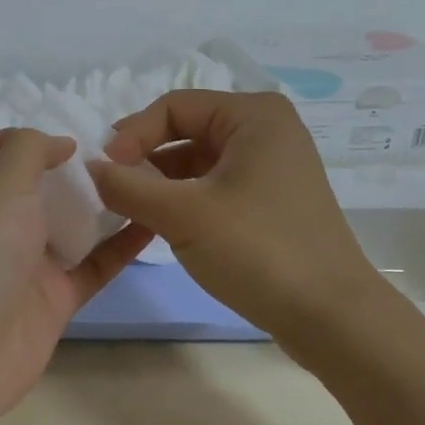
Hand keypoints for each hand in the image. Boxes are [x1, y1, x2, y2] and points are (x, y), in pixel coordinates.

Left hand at [0, 128, 151, 424]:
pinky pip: (94, 264)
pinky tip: (154, 222)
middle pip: (34, 190)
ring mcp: (26, 264)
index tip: (58, 137)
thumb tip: (60, 145)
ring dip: (101, 204)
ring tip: (146, 178)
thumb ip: (30, 149)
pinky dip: (122, 246)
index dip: (11, 142)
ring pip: (69, 226)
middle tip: (119, 153)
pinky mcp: (54, 298)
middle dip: (69, 171)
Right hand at [91, 91, 391, 365]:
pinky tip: (160, 224)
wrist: (333, 318)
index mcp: (253, 115)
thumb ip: (128, 186)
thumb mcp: (184, 214)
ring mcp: (272, 167)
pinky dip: (184, 200)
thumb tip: (90, 168)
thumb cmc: (259, 251)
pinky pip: (215, 186)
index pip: (173, 106)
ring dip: (161, 182)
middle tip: (111, 189)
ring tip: (130, 210)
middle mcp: (266, 131)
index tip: (103, 172)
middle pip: (185, 130)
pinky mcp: (271, 201)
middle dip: (144, 158)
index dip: (132, 135)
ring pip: (198, 161)